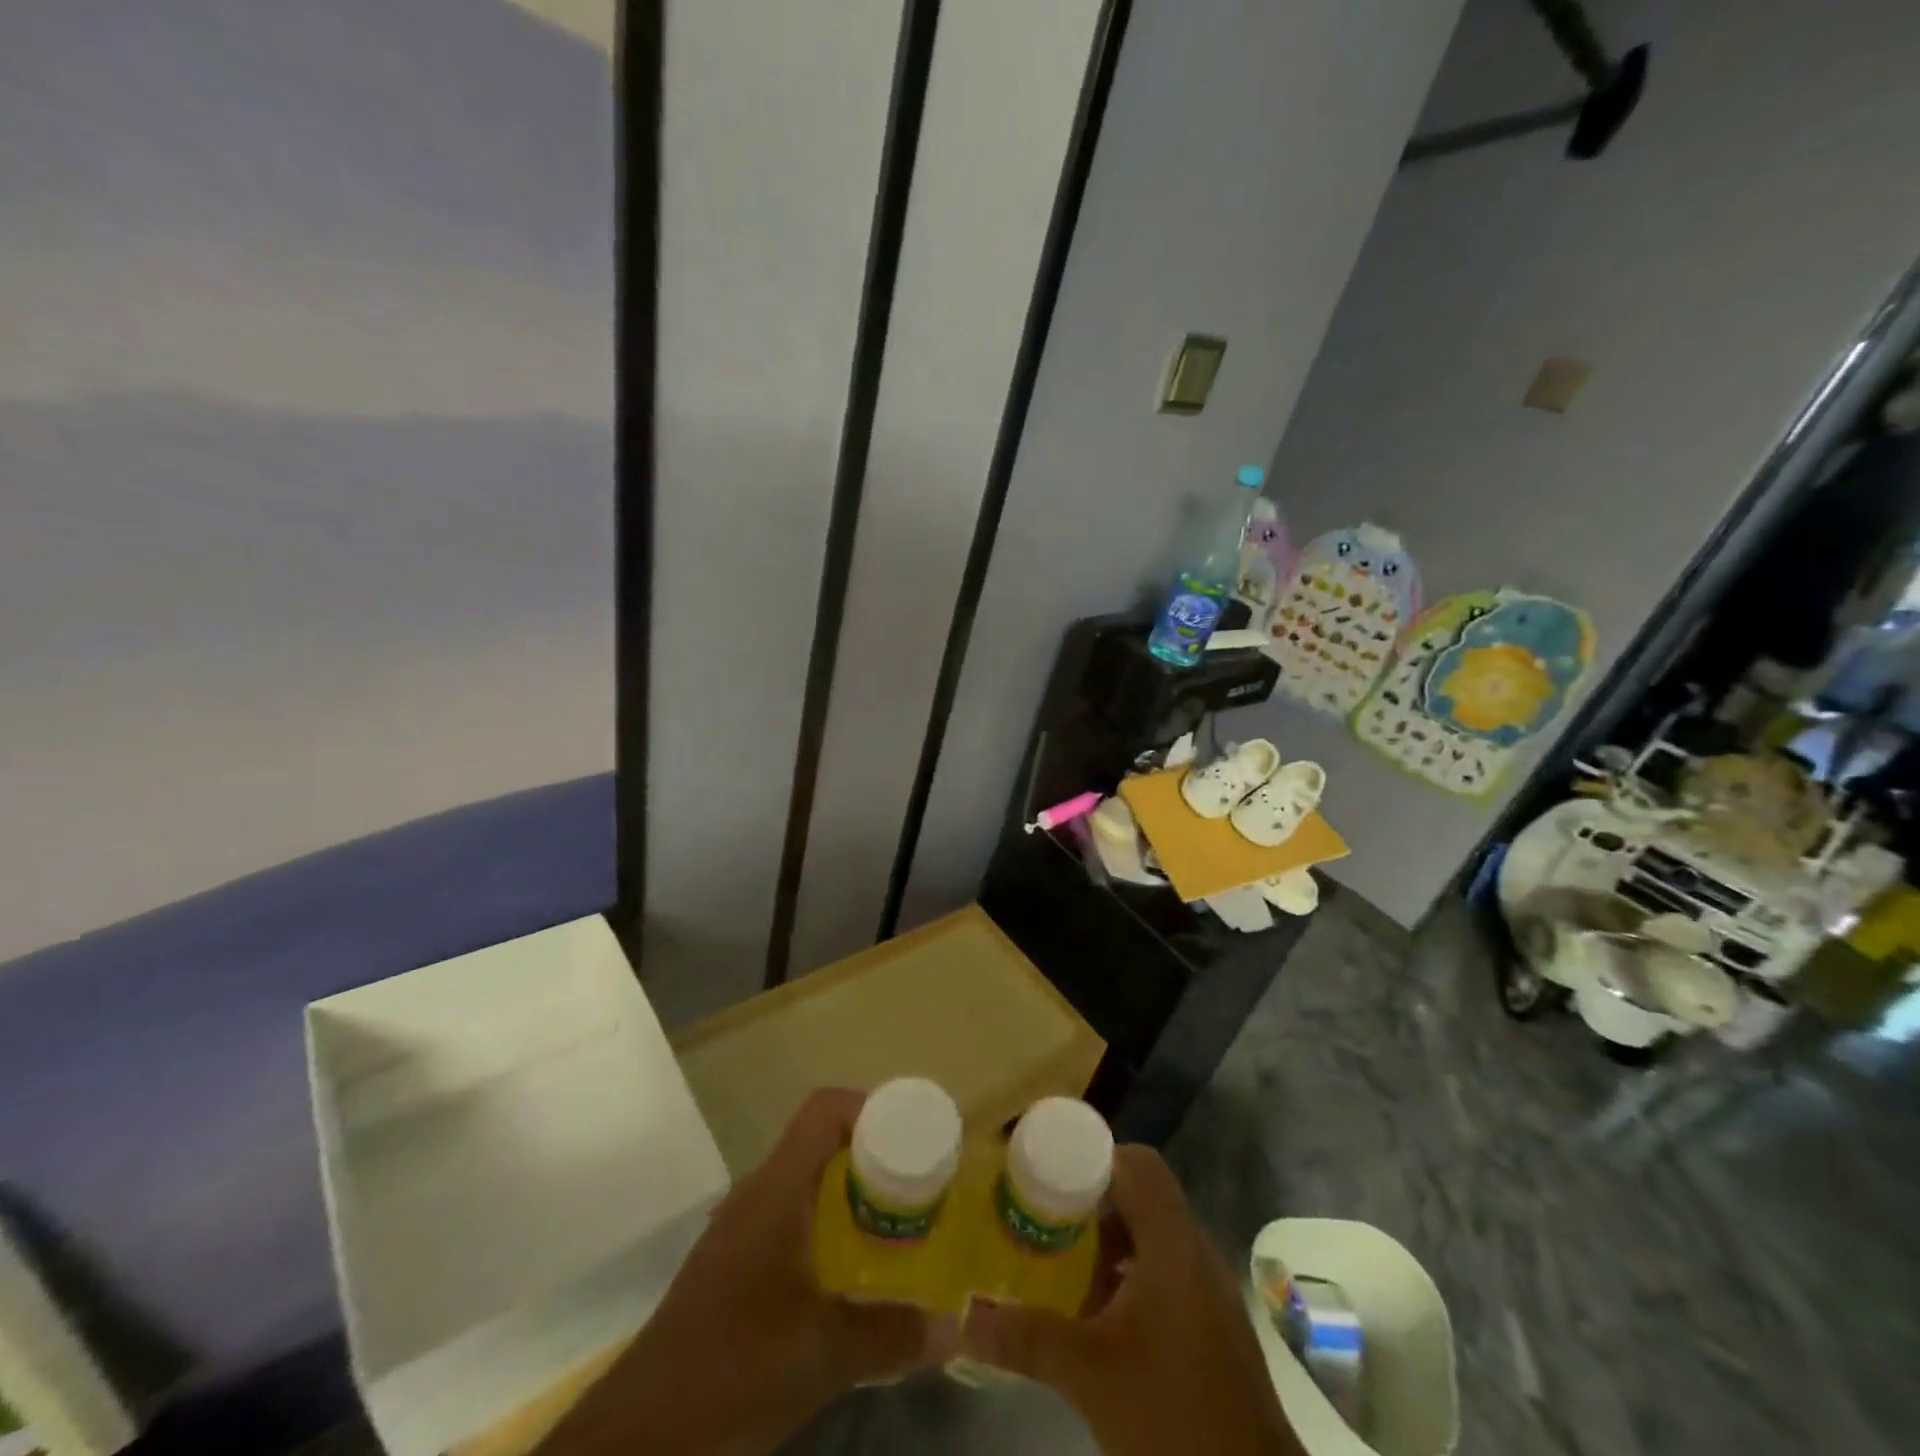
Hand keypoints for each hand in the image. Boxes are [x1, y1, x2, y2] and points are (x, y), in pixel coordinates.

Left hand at [540, 1088, 957, 1455]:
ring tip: (894, 1225)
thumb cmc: (734, 1368)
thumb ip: (891, 1336)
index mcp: (777, 1188)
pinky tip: (847, 1273)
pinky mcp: (732, 1265)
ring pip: (805, 1183)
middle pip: (820, 1143)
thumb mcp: (823, 1355)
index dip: (870, 1107)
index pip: (824, 1110)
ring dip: (849, 1194)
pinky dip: (826, 1226)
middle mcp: (758, 1194)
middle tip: (917, 1187)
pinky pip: (790, 1218)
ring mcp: (740, 1229)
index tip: (912, 1137)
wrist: (638, 1435)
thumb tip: (954, 1330)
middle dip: (872, 1156)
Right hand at [961, 1145, 1303, 1455]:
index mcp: (1172, 1243)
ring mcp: (1208, 1288)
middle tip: (1040, 1217)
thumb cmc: (1173, 1419)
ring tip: (1059, 1265)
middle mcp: (1194, 1251)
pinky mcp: (1211, 1322)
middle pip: (1140, 1195)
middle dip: (1088, 1201)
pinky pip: (1163, 1269)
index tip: (1046, 1175)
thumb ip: (1025, 1337)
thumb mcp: (1088, 1374)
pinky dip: (1126, 1274)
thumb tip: (963, 1318)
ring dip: (1106, 1241)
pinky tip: (1095, 1316)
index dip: (1092, 1157)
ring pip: (1151, 1234)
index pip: (1136, 1163)